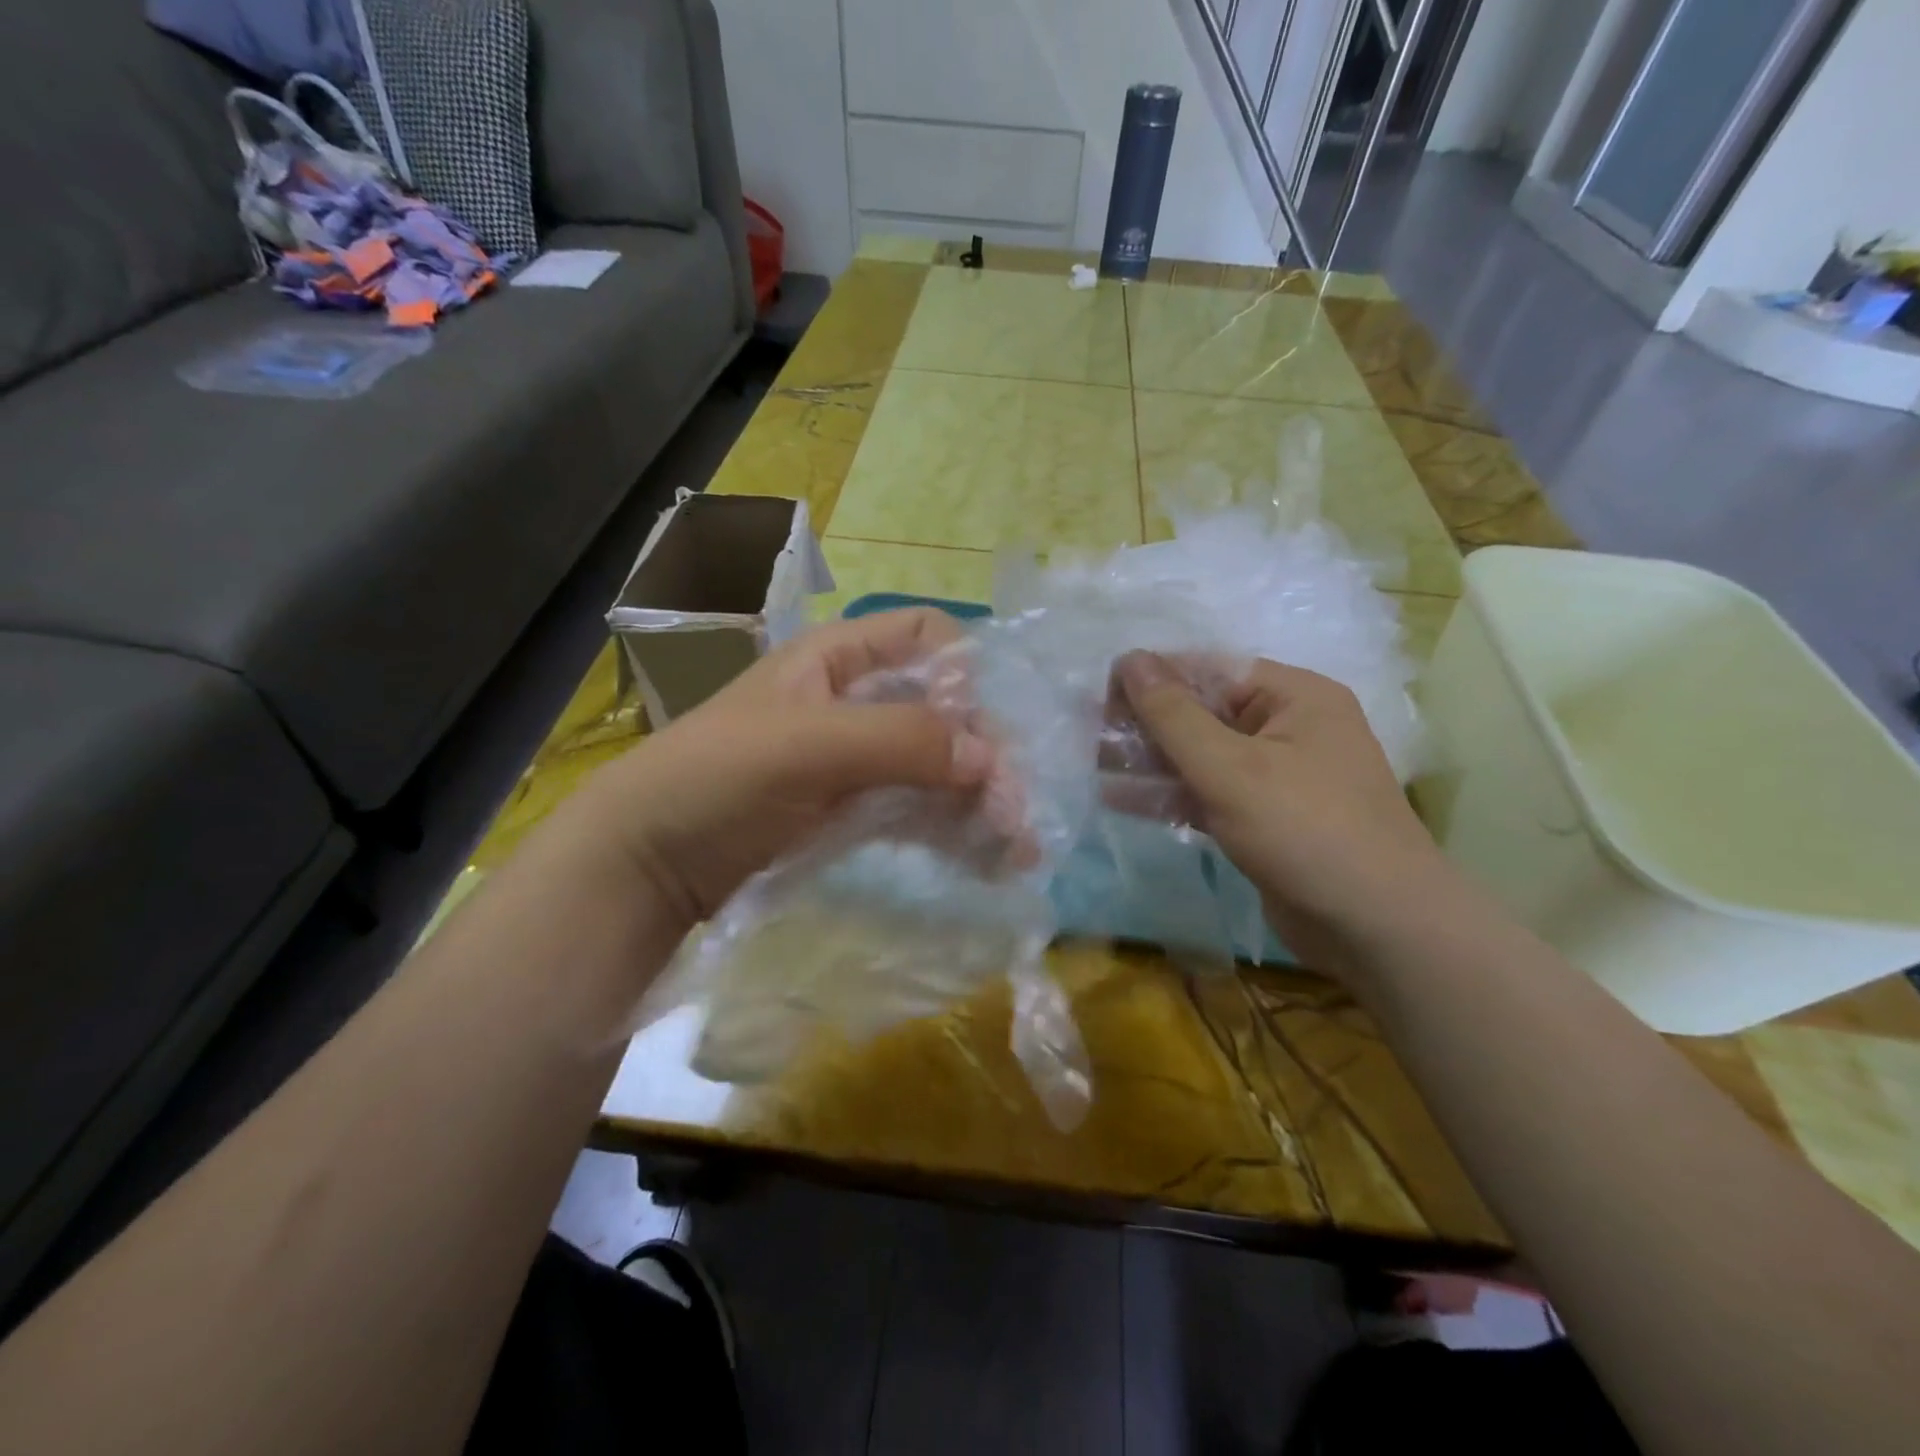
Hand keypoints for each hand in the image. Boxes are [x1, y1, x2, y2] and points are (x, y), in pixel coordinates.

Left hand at [587, 609, 998, 930]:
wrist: (645, 864)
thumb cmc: (715, 778)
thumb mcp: (805, 744)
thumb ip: (899, 740)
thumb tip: (990, 758)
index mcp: (840, 658)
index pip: (926, 637)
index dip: (965, 673)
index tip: (981, 729)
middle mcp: (856, 701)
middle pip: (944, 710)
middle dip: (985, 754)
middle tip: (1016, 813)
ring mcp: (857, 761)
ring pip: (937, 766)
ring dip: (980, 801)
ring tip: (1016, 850)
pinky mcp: (853, 812)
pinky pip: (917, 810)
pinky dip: (952, 830)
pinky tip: (987, 860)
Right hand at [1117, 652, 1453, 964]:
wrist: (1377, 929)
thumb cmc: (1305, 831)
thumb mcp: (1230, 768)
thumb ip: (1173, 715)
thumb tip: (1129, 659)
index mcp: (1293, 696)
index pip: (1209, 670)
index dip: (1153, 679)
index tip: (1100, 699)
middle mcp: (1288, 727)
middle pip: (1203, 713)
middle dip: (1148, 726)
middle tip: (1093, 741)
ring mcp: (1278, 776)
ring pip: (1203, 756)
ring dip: (1153, 763)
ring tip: (1098, 770)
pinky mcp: (1266, 818)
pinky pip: (1211, 793)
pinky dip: (1173, 795)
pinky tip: (1125, 800)